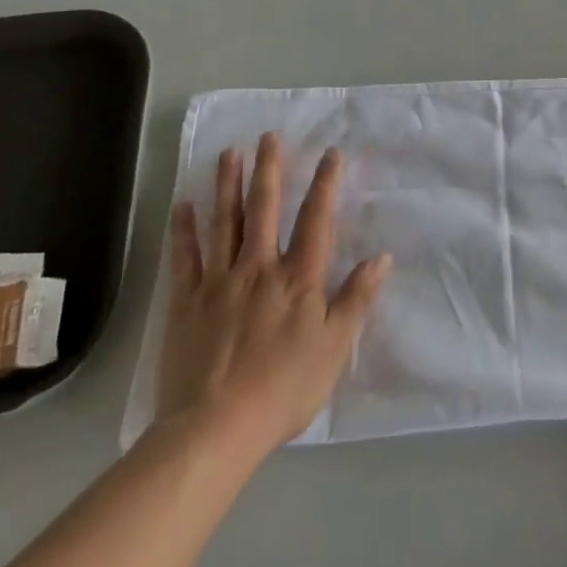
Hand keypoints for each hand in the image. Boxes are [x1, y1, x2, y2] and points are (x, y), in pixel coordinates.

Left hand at [155, 133, 390, 460]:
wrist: (215, 429)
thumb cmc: (283, 390)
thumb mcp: (334, 349)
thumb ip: (356, 300)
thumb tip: (382, 258)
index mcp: (298, 278)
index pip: (315, 220)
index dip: (325, 185)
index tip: (330, 153)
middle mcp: (259, 268)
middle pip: (265, 209)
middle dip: (269, 170)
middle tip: (268, 136)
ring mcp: (219, 282)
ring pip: (225, 223)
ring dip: (228, 186)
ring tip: (229, 154)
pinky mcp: (186, 303)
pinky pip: (185, 259)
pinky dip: (184, 231)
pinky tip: (184, 206)